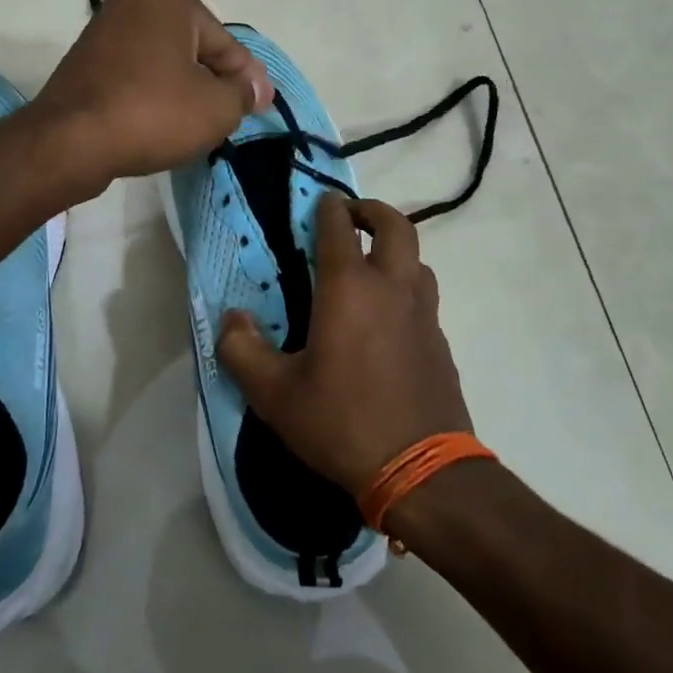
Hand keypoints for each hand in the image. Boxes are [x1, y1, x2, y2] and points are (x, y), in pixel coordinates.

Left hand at [34, 0, 271, 189]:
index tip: (259, 105)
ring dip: (183, 91)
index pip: (223, 43)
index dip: (245, 78)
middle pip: (192, 50)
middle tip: (229, 117)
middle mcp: (132, 2)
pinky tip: (160, 123)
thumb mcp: (217, 107)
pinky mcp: (84, 63)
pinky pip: (134, 77)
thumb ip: (244, 93)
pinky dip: (152, 96)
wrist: (71, 142)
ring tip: (196, 125)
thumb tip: (257, 88)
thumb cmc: (153, 113)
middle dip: (212, 82)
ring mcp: (103, 31)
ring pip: (162, 64)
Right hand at [217, 194, 471, 494]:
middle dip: (373, 211)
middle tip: (352, 216)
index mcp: (350, 288)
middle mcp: (393, 288)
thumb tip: (232, 319)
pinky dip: (406, 289)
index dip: (327, 207)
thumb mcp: (274, 394)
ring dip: (395, 250)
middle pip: (396, 226)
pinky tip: (387, 321)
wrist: (421, 471)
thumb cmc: (341, 422)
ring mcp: (424, 315)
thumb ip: (242, 350)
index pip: (339, 227)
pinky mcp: (441, 344)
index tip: (319, 202)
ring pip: (418, 261)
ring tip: (370, 267)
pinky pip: (424, 298)